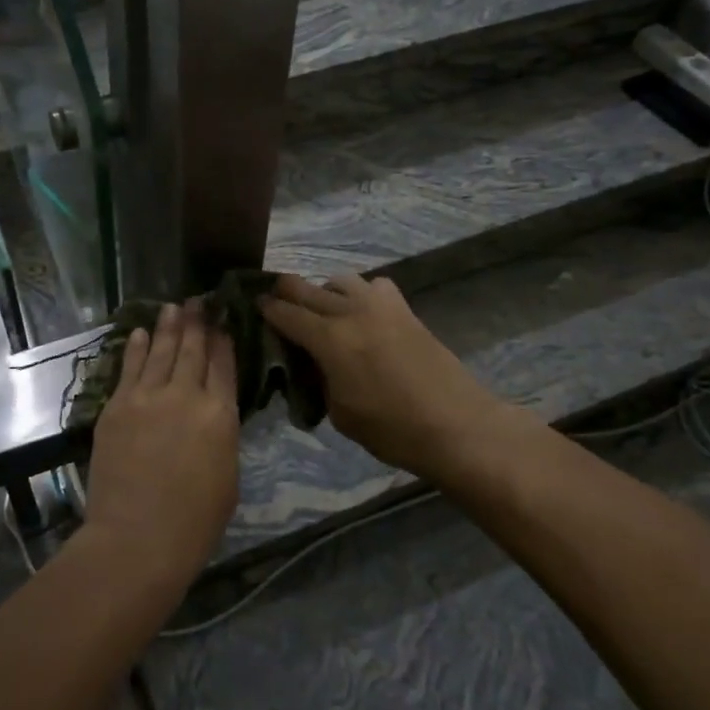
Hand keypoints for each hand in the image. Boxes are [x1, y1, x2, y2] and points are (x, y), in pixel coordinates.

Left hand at [85, 303, 240, 586]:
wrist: (136, 538)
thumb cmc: (194, 522)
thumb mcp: (227, 477)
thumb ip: (220, 435)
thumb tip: (213, 414)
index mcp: (219, 415)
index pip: (223, 366)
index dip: (223, 340)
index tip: (222, 321)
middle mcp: (185, 395)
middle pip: (192, 350)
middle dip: (197, 323)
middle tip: (198, 300)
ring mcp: (147, 398)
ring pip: (160, 352)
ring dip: (168, 327)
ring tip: (173, 307)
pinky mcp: (117, 407)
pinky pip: (128, 368)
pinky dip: (135, 348)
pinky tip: (140, 333)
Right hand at [259, 274, 516, 482]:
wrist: (457, 425)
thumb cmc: (393, 430)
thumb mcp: (339, 413)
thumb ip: (318, 379)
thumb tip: (310, 362)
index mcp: (329, 339)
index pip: (284, 313)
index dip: (264, 309)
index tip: (253, 307)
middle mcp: (350, 312)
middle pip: (305, 286)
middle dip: (284, 292)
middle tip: (275, 304)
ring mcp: (380, 305)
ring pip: (339, 279)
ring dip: (323, 290)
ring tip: (322, 311)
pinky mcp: (404, 309)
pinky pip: (373, 285)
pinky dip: (361, 293)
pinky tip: (363, 313)